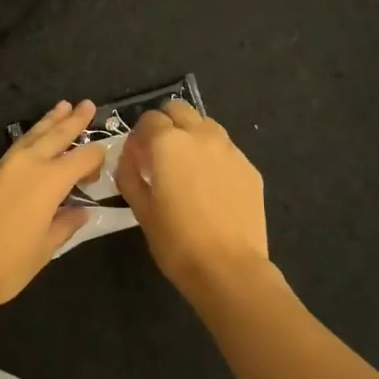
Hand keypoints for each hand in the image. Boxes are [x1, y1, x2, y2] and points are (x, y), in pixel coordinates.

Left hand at [0, 100, 106, 310]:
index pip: (82, 158)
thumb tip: (80, 211)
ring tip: (61, 106)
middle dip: (73, 120)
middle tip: (87, 104)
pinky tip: (32, 147)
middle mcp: (27, 164)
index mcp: (49, 180)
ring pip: (31, 137)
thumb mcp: (44, 249)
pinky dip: (28, 143)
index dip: (96, 157)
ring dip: (48, 122)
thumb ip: (64, 224)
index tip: (104, 158)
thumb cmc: (5, 264)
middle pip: (55, 135)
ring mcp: (1, 166)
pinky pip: (13, 151)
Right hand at [117, 99, 270, 299]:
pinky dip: (213, 156)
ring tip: (187, 166)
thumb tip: (128, 156)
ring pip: (205, 125)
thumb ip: (129, 173)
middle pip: (179, 110)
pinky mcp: (249, 167)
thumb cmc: (176, 240)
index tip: (136, 157)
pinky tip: (211, 186)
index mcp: (168, 143)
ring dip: (191, 135)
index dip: (139, 135)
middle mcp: (200, 136)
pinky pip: (226, 149)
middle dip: (166, 124)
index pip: (149, 119)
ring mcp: (229, 149)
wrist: (229, 268)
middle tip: (160, 154)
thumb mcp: (140, 208)